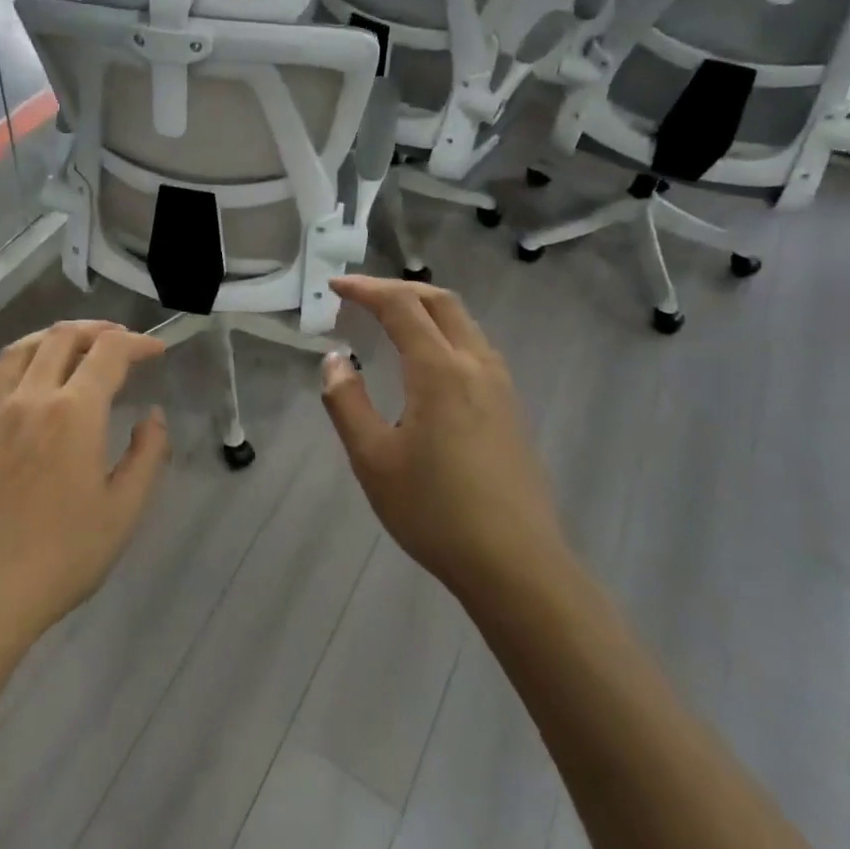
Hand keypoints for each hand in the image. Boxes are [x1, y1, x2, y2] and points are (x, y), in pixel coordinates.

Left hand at [0, 321, 169, 650]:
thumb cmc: (61, 557)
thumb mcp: (123, 510)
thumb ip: (148, 454)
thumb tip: (154, 415)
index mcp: (73, 412)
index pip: (109, 353)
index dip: (138, 343)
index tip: (157, 351)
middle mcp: (31, 396)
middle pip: (64, 337)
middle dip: (99, 331)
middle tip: (123, 342)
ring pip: (24, 346)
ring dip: (57, 336)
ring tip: (79, 345)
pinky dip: (16, 357)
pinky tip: (26, 371)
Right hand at [320, 276, 562, 593]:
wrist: (515, 563)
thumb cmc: (434, 510)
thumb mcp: (372, 459)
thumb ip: (347, 402)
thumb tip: (334, 360)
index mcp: (439, 370)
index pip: (401, 306)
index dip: (366, 289)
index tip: (335, 285)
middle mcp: (475, 365)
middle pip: (440, 301)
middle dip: (399, 289)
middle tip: (361, 296)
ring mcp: (500, 386)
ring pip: (464, 323)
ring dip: (425, 308)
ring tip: (391, 321)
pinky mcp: (511, 408)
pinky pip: (475, 347)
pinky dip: (445, 332)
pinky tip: (428, 362)